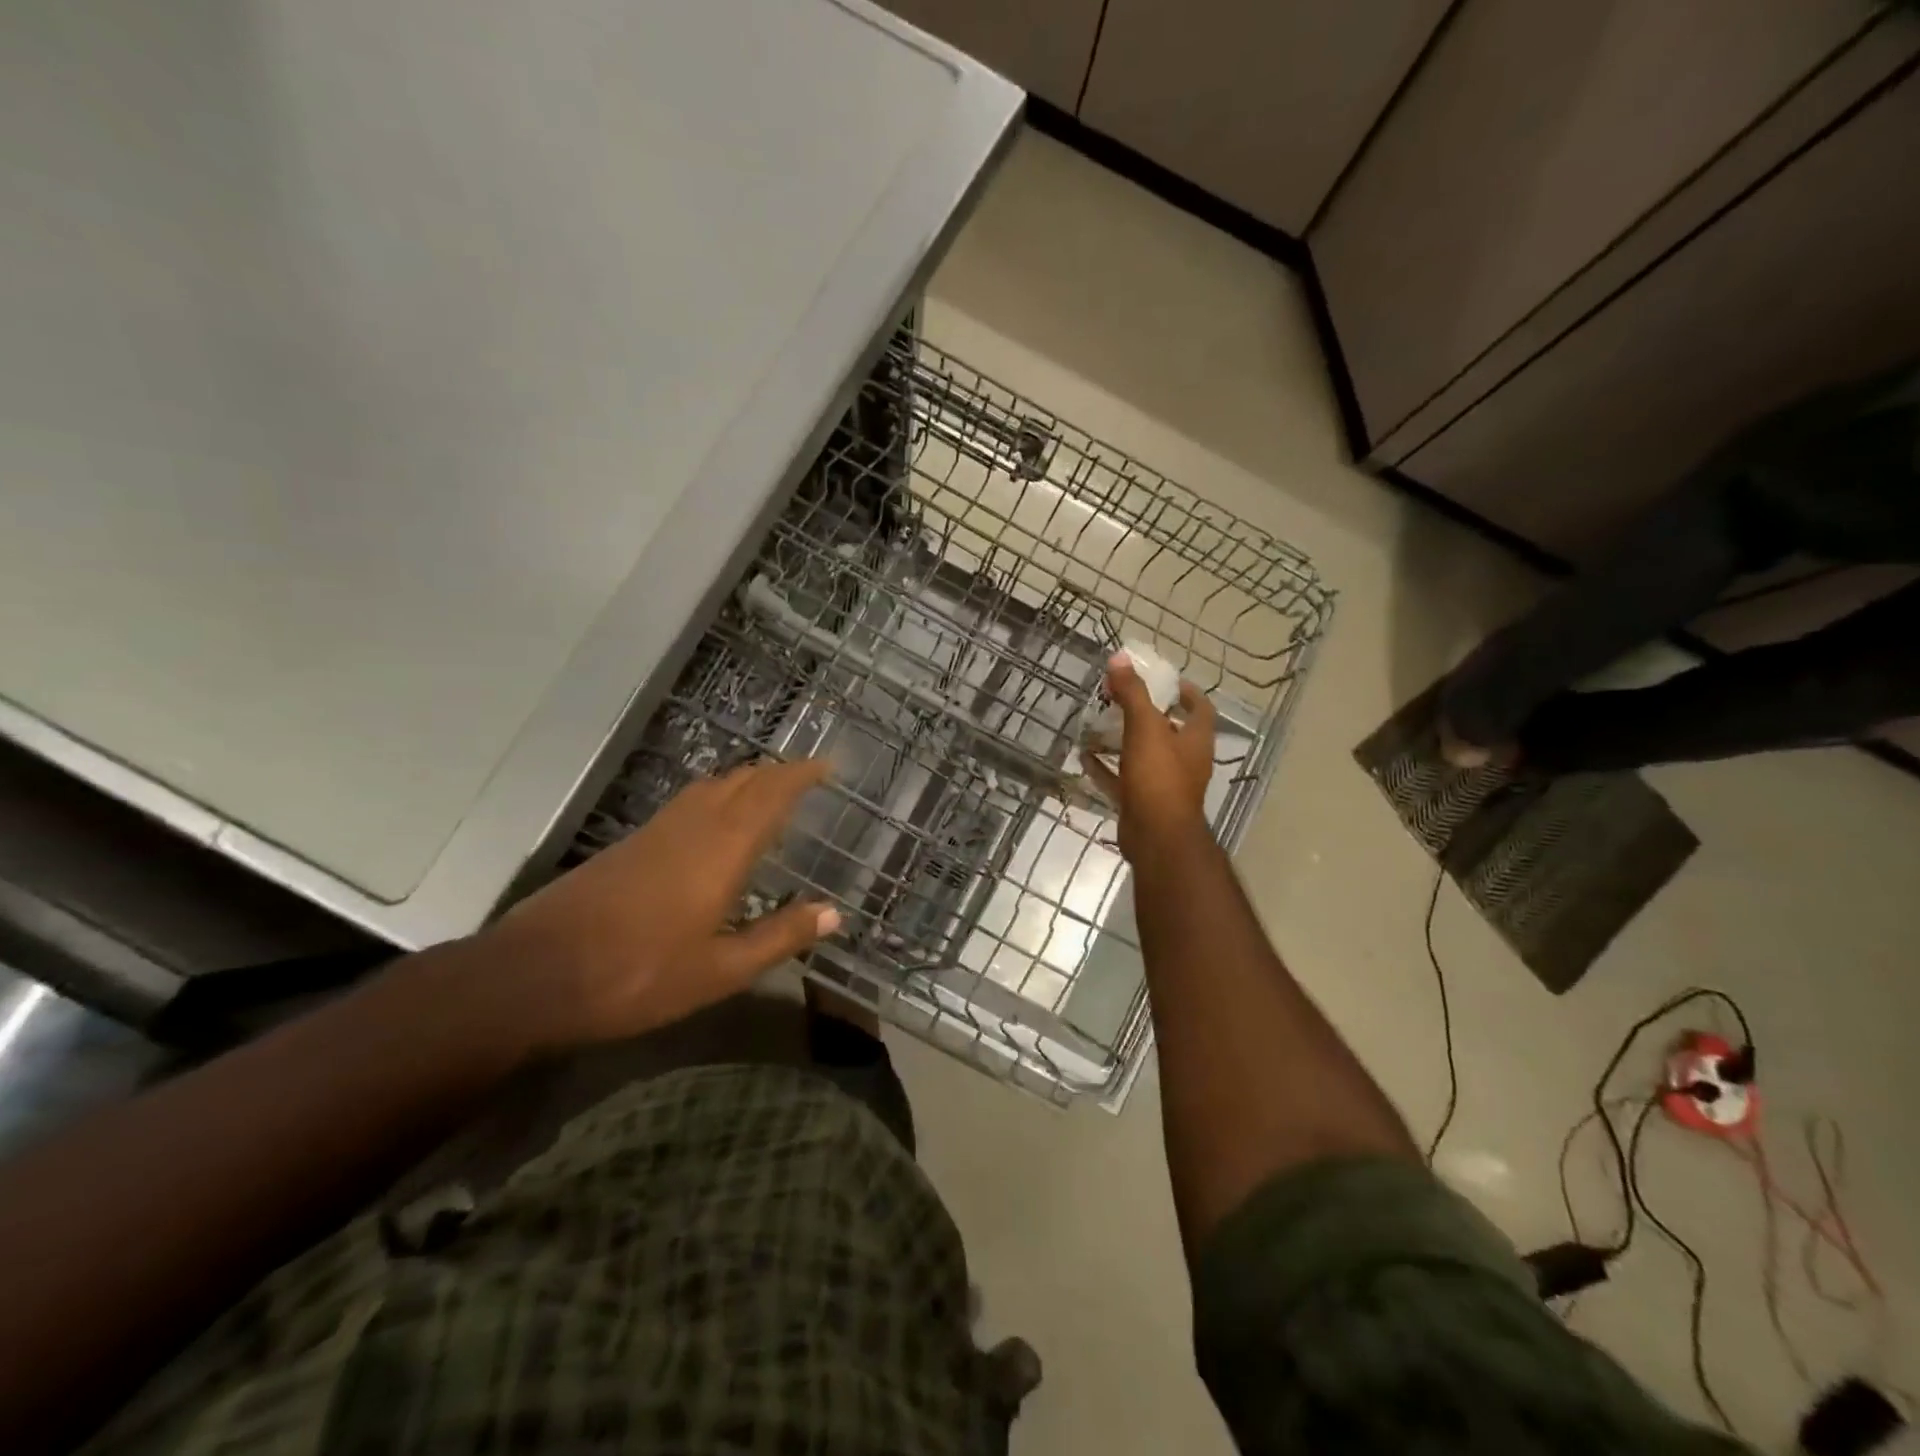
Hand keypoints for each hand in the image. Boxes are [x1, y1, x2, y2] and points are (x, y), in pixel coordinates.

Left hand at [483, 759, 839, 1049]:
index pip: (771, 793)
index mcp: (722, 848)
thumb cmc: (638, 974)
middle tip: (805, 779)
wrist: (535, 975)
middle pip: (741, 780)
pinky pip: (687, 803)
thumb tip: (833, 913)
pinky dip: (716, 798)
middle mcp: (692, 826)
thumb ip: (779, 937)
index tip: (827, 766)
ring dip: (745, 781)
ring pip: (710, 787)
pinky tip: (716, 826)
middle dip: (777, 773)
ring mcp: (656, 831)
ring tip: (769, 794)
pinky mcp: (629, 844)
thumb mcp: (720, 970)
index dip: (801, 775)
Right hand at [1082, 654, 1215, 862]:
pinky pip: (1122, 779)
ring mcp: (1164, 784)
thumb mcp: (1145, 728)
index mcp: (1195, 740)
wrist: (1156, 838)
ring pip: (1144, 755)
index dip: (1187, 692)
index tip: (1167, 680)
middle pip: (1169, 730)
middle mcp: (1184, 761)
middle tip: (1121, 698)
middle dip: (1147, 714)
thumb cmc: (1159, 778)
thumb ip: (1133, 693)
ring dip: (1124, 740)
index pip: (1200, 708)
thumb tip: (1120, 658)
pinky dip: (1106, 768)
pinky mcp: (1142, 802)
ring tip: (1099, 724)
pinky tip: (1085, 756)